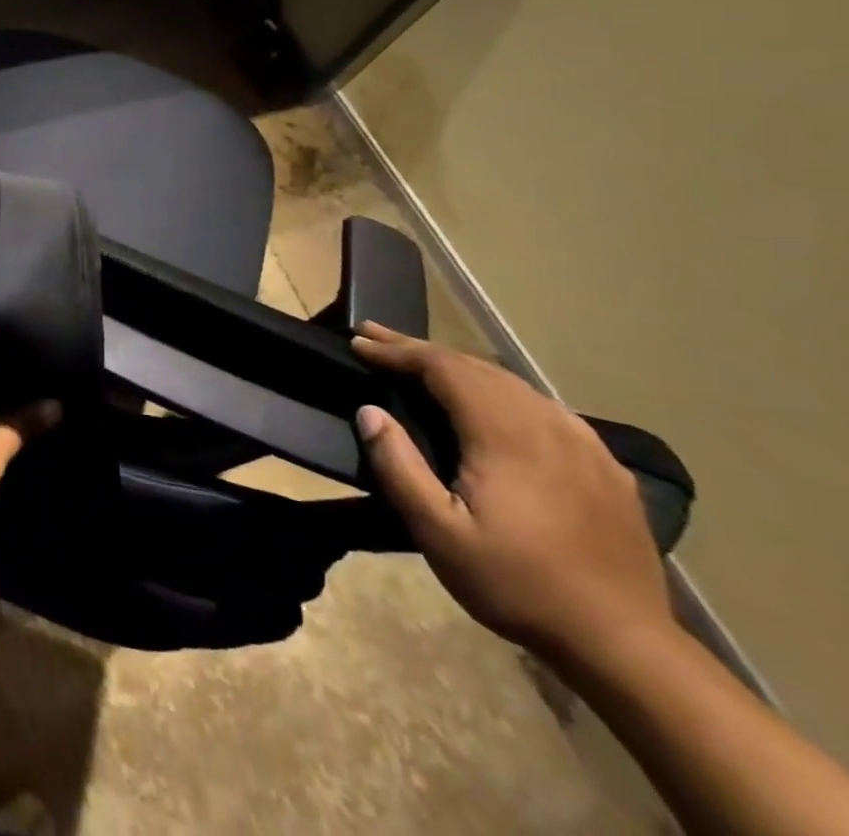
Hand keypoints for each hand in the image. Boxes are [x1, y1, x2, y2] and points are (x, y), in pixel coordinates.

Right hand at [352, 322, 673, 667]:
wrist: (626, 646)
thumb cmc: (518, 584)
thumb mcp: (438, 533)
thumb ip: (399, 466)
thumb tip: (369, 411)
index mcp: (506, 434)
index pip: (443, 368)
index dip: (397, 350)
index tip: (357, 341)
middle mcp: (548, 424)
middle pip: (476, 367)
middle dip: (421, 349)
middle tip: (376, 337)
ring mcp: (584, 445)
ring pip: (512, 384)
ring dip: (460, 367)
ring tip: (422, 363)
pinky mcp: (606, 468)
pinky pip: (543, 408)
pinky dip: (501, 392)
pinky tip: (492, 403)